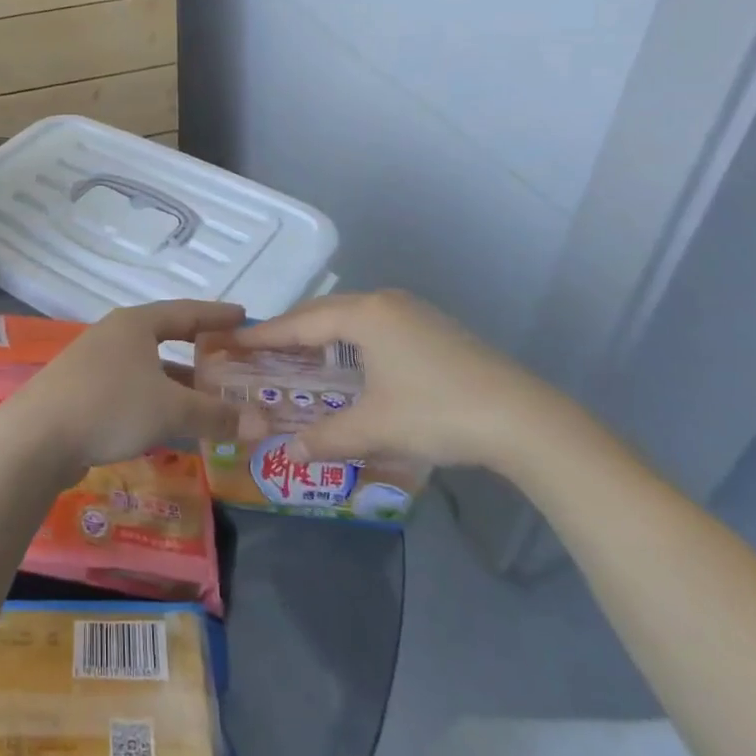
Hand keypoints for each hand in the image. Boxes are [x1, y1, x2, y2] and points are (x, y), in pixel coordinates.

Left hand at [0, 301, 268, 474]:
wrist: (37, 437)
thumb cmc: (110, 406)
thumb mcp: (170, 410)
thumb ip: (216, 415)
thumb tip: (264, 423)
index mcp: (135, 324)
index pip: (186, 312)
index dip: (217, 315)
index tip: (244, 316)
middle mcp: (115, 336)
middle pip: (166, 339)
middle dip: (200, 354)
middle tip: (233, 362)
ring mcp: (95, 364)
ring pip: (149, 369)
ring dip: (179, 384)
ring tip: (212, 400)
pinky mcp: (83, 392)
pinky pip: (132, 391)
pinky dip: (157, 403)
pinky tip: (172, 424)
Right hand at [233, 290, 559, 469]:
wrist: (523, 419)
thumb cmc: (437, 412)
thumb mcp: (375, 427)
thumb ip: (326, 437)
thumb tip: (290, 453)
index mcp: (363, 315)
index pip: (300, 323)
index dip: (265, 335)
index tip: (232, 341)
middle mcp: (383, 303)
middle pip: (323, 312)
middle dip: (291, 331)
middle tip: (261, 351)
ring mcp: (412, 312)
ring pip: (351, 316)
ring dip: (322, 335)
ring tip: (299, 357)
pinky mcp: (433, 327)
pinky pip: (374, 325)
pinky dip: (350, 339)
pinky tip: (350, 363)